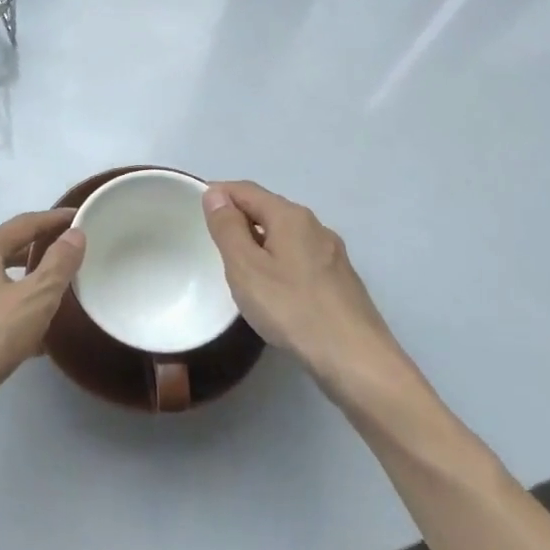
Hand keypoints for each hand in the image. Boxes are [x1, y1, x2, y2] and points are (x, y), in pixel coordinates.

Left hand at [0, 209, 85, 439]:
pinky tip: (32, 338)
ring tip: (57, 296)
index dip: (54, 220)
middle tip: (71, 256)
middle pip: (6, 250)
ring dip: (26, 285)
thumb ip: (57, 264)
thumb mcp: (34, 299)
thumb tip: (74, 234)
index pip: (23, 224)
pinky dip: (12, 312)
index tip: (80, 218)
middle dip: (39, 251)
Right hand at [202, 181, 426, 411]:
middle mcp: (315, 226)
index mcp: (291, 216)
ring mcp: (332, 254)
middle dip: (238, 217)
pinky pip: (299, 257)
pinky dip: (277, 260)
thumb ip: (228, 228)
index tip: (193, 208)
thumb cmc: (292, 309)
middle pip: (268, 209)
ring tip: (236, 265)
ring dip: (258, 240)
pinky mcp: (340, 280)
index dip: (218, 193)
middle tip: (210, 239)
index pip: (246, 190)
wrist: (356, 359)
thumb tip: (216, 195)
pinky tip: (271, 287)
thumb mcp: (246, 267)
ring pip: (285, 235)